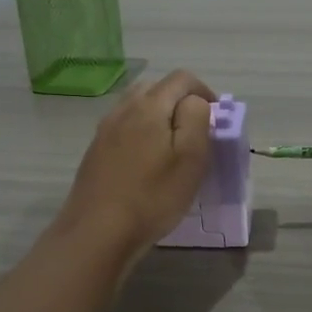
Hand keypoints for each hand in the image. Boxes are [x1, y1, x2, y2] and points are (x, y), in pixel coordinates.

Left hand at [58, 70, 215, 260]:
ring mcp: (105, 130)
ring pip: (137, 106)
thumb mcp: (190, 158)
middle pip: (156, 87)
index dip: (204, 92)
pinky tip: (146, 163)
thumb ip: (197, 119)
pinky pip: (123, 127)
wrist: (97, 232)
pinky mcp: (95, 151)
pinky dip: (140, 132)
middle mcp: (123, 109)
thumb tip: (195, 101)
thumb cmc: (153, 197)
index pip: (181, 78)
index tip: (216, 119)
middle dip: (180, 101)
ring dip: (158, 116)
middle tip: (195, 132)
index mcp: (149, 106)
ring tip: (171, 147)